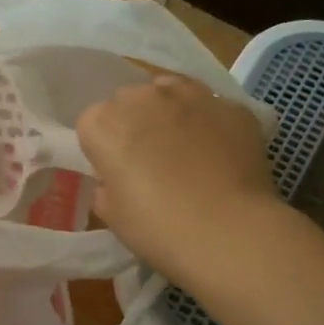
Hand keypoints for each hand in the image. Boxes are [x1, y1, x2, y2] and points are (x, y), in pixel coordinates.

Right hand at [77, 75, 280, 282]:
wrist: (229, 231)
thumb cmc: (158, 228)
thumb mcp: (113, 216)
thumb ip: (107, 188)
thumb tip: (116, 181)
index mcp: (104, 123)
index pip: (92, 124)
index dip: (103, 149)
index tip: (115, 173)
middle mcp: (143, 98)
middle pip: (130, 102)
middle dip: (135, 124)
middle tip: (150, 162)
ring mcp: (192, 96)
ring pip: (172, 93)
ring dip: (171, 113)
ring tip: (186, 149)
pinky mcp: (232, 106)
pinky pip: (212, 109)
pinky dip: (211, 125)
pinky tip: (221, 154)